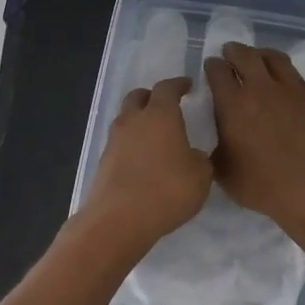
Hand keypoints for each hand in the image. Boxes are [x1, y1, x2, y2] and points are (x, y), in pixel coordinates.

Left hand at [81, 77, 213, 248]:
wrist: (119, 219)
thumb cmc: (167, 190)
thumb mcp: (200, 176)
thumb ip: (199, 159)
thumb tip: (192, 156)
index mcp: (160, 115)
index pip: (167, 88)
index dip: (178, 85)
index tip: (188, 85)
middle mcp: (133, 120)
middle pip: (138, 97)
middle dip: (152, 97)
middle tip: (166, 105)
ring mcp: (114, 140)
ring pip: (126, 119)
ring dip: (139, 121)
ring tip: (155, 136)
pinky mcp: (103, 161)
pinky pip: (120, 142)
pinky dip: (132, 144)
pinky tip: (143, 160)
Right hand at [204, 43, 304, 228]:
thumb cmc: (263, 186)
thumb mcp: (224, 173)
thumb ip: (214, 150)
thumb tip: (215, 141)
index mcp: (233, 104)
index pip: (218, 72)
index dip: (212, 66)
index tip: (211, 66)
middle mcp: (261, 89)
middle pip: (245, 56)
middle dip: (234, 51)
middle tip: (229, 52)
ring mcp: (290, 91)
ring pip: (273, 58)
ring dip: (260, 53)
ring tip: (256, 57)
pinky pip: (295, 74)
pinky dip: (283, 70)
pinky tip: (281, 79)